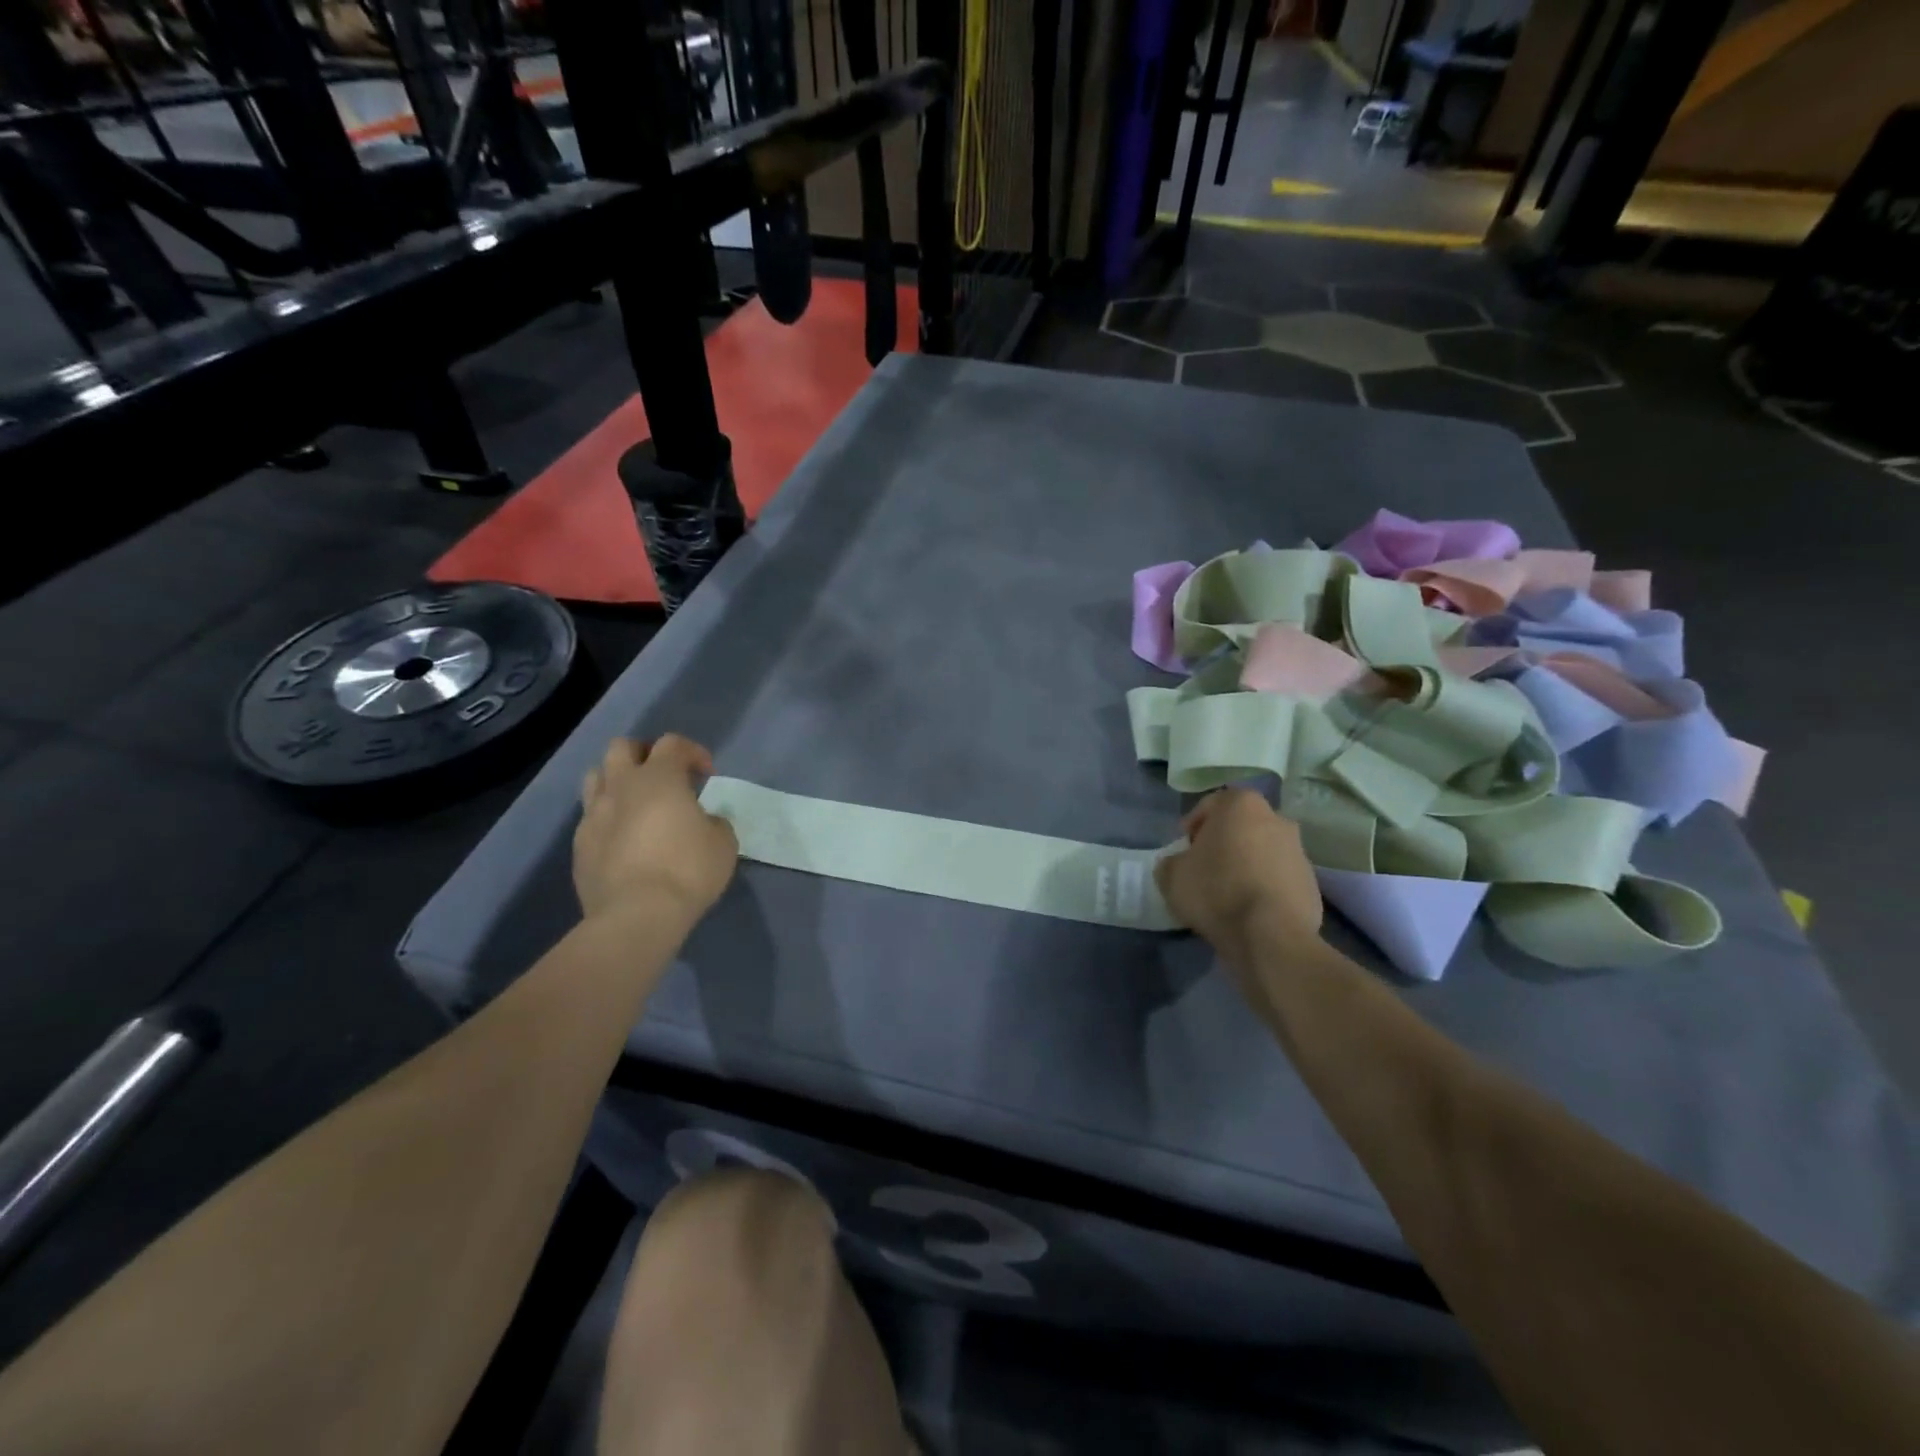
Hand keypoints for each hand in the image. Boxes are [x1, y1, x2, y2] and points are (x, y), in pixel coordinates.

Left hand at [573, 735, 738, 924]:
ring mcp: (594, 815)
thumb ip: (713, 822)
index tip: (707, 774)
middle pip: (623, 747)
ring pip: (596, 777)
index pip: (672, 744)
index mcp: (659, 778)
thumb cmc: (688, 870)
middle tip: (664, 775)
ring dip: (617, 780)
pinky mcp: (579, 845)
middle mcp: (621, 787)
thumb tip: (702, 822)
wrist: (637, 915)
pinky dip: (608, 818)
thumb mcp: (723, 842)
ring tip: (637, 801)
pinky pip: (590, 817)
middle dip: (644, 754)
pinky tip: (624, 839)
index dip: (692, 752)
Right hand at [1155, 789, 1322, 968]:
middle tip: (1205, 867)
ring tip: (1229, 892)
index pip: (1210, 805)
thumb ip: (1172, 861)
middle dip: (1224, 842)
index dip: (1193, 825)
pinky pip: (1279, 878)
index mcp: (1241, 805)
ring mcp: (1299, 851)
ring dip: (1247, 864)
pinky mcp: (1312, 883)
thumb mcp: (1171, 875)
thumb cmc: (1216, 891)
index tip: (1184, 848)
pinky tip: (1250, 908)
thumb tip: (1180, 864)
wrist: (1270, 935)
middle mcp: (1276, 818)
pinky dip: (1265, 886)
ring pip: (1263, 851)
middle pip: (1241, 826)